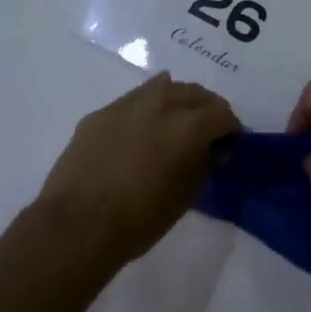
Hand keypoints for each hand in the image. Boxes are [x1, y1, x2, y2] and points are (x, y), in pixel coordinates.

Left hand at [31, 73, 239, 267]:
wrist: (79, 224)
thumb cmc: (141, 217)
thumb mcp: (186, 196)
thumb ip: (205, 165)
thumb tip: (214, 150)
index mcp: (188, 125)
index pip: (222, 113)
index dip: (232, 128)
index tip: (232, 144)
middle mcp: (160, 103)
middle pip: (195, 93)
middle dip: (207, 109)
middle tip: (208, 131)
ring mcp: (126, 104)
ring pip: (163, 87)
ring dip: (177, 101)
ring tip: (176, 123)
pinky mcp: (100, 113)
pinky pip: (133, 101)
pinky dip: (146, 109)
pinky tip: (141, 131)